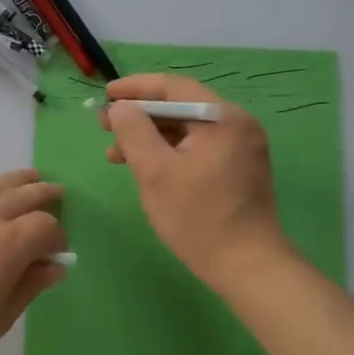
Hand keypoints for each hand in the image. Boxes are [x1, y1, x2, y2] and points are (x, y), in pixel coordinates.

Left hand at [0, 169, 67, 354]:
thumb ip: (29, 286)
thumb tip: (54, 266)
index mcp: (8, 243)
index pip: (45, 226)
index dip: (57, 238)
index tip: (57, 253)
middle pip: (22, 194)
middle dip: (43, 194)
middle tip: (57, 192)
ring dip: (15, 182)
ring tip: (28, 178)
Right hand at [102, 75, 290, 288]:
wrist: (248, 267)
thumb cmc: (198, 218)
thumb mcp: (155, 172)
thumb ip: (133, 131)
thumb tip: (120, 107)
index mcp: (222, 117)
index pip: (172, 87)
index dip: (135, 88)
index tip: (105, 95)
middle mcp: (238, 123)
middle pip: (180, 105)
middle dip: (140, 115)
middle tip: (105, 127)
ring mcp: (243, 146)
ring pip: (188, 128)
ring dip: (151, 136)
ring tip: (117, 156)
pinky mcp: (241, 166)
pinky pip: (199, 145)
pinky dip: (171, 150)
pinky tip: (147, 167)